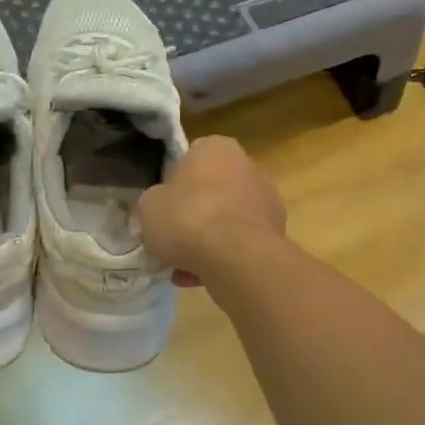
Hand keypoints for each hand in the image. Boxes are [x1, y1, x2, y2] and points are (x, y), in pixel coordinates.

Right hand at [139, 136, 286, 284]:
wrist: (234, 257)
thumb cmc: (187, 218)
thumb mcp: (149, 206)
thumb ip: (155, 199)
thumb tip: (163, 205)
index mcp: (216, 148)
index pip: (190, 157)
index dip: (174, 182)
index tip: (164, 205)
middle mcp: (247, 166)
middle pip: (211, 191)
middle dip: (194, 214)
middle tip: (173, 238)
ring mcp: (266, 200)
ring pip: (225, 220)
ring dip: (207, 240)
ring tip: (183, 267)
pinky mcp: (275, 232)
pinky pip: (239, 243)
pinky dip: (223, 257)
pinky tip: (201, 277)